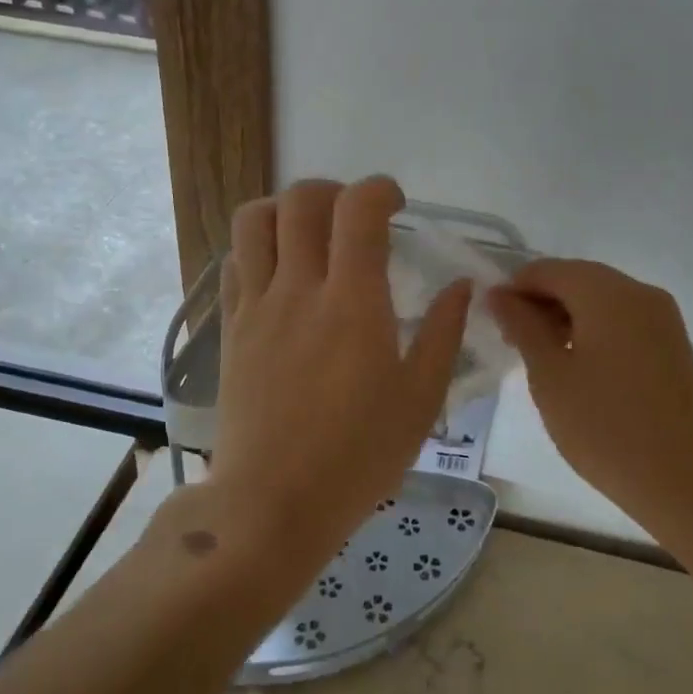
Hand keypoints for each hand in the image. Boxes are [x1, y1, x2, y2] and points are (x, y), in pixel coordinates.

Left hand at [208, 177, 470, 564]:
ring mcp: (257, 307)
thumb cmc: (357, 457)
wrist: (272, 504)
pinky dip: (257, 248)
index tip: (396, 205)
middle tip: (355, 218)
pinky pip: (234, 264)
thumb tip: (461, 286)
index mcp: (353, 303)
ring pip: (255, 221)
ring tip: (310, 234)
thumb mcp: (420, 400)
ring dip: (285, 209)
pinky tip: (279, 274)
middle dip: (333, 191)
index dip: (379, 189)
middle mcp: (299, 289)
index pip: (358, 209)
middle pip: (301, 200)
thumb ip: (442, 334)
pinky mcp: (231, 329)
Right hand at [488, 260, 692, 531]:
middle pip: (578, 279)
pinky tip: (578, 366)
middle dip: (540, 302)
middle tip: (512, 342)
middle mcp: (640, 293)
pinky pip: (623, 320)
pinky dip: (594, 330)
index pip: (548, 270)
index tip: (491, 321)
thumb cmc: (606, 428)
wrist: (686, 481)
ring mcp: (663, 318)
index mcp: (608, 294)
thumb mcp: (550, 375)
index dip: (514, 288)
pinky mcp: (673, 344)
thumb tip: (499, 294)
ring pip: (601, 299)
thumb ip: (522, 326)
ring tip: (541, 357)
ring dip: (566, 316)